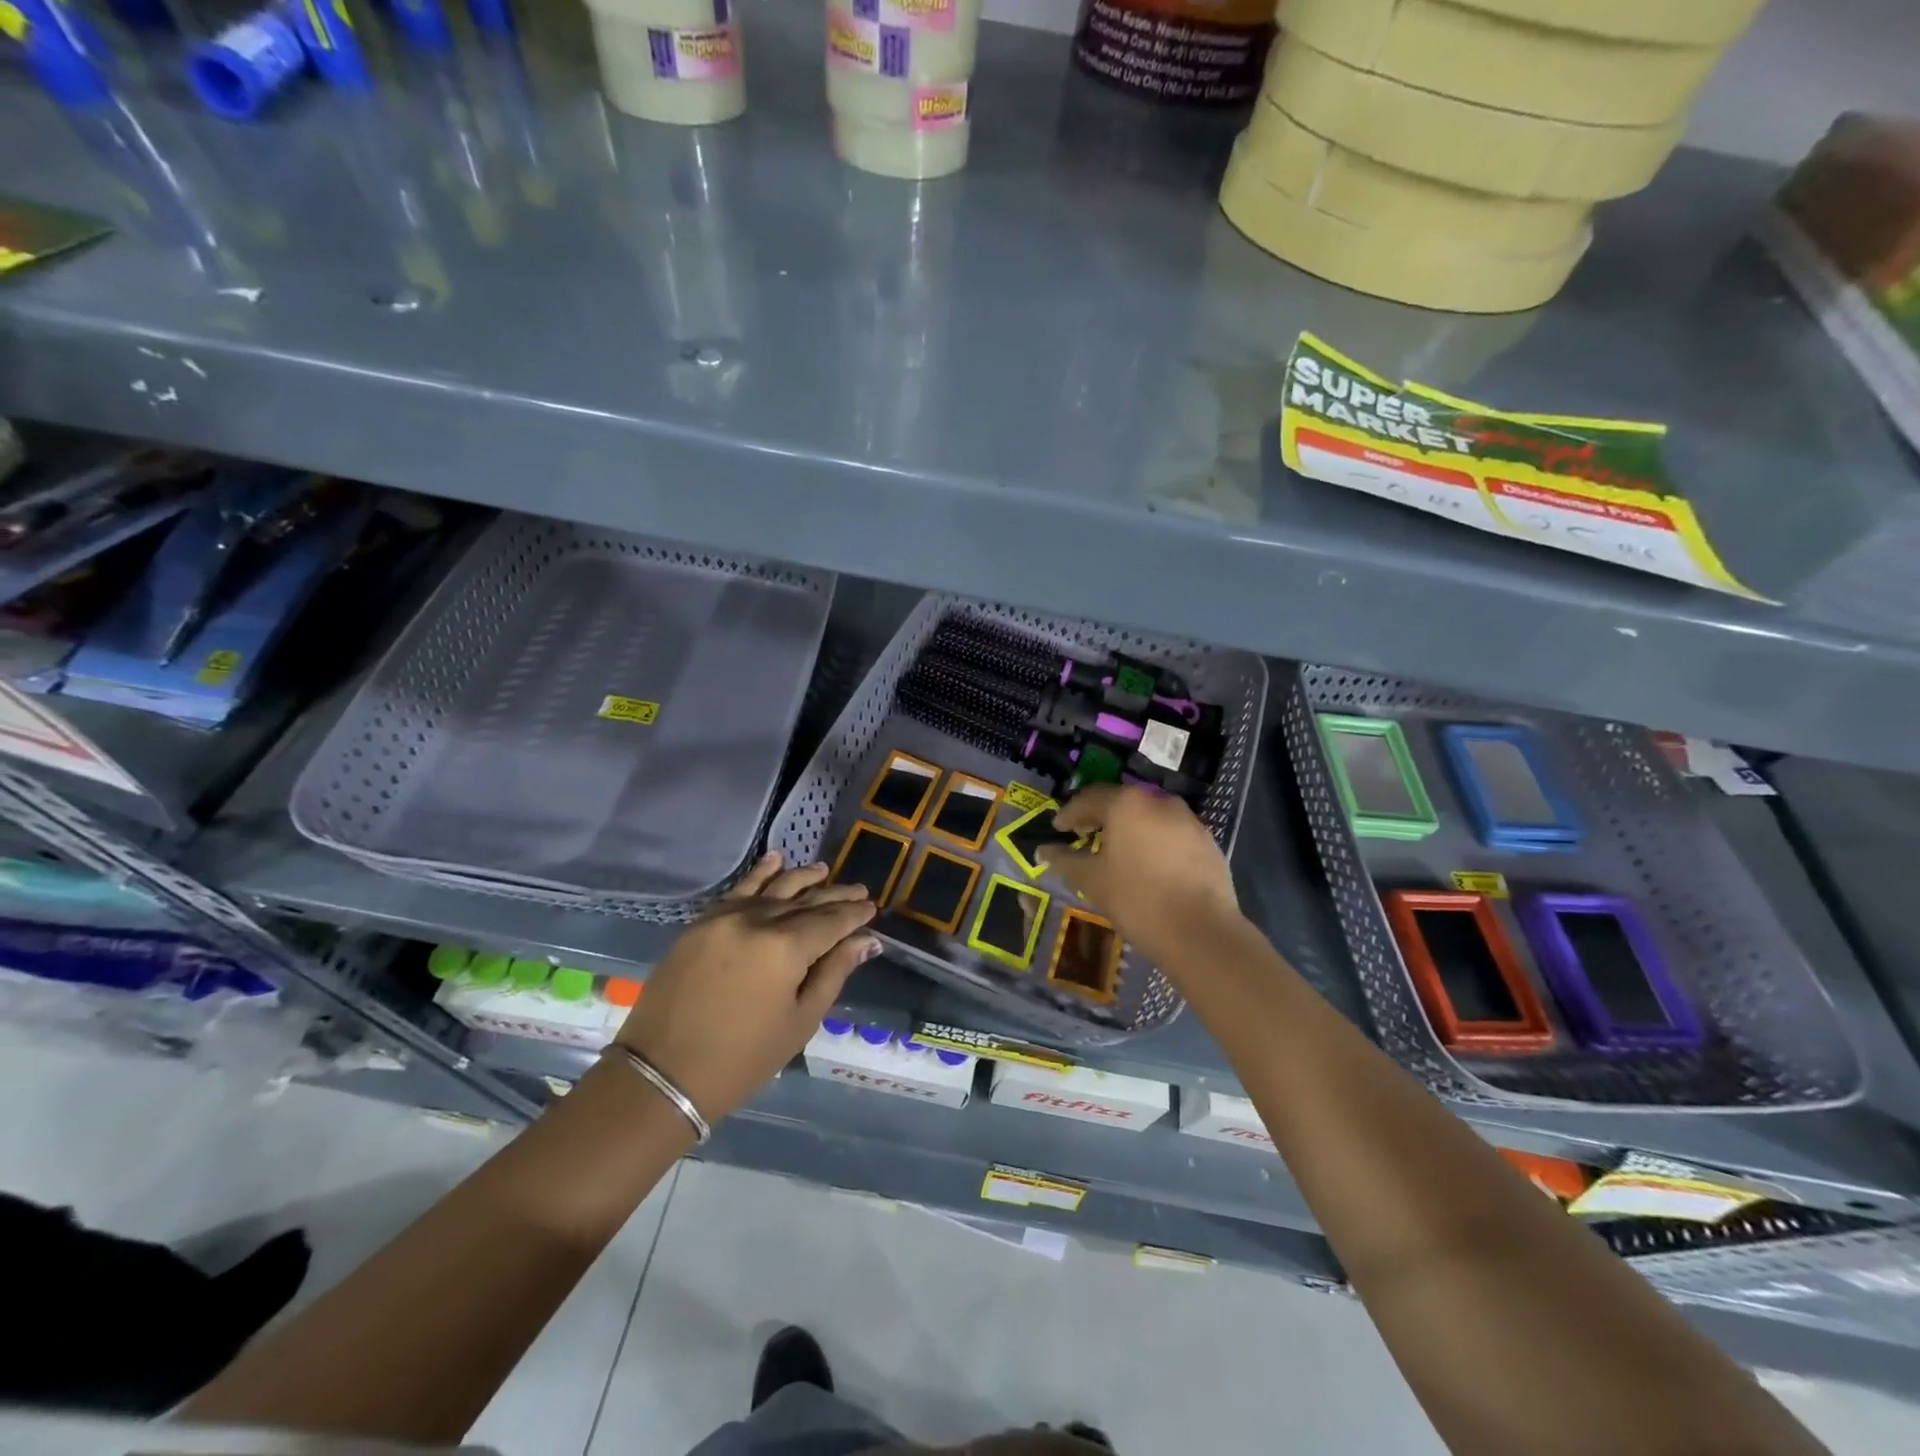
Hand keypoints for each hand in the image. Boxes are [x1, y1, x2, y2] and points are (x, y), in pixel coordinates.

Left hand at [616, 852, 878, 1122]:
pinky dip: (759, 874)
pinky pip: (737, 890)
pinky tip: (776, 861)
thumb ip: (834, 973)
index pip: (831, 921)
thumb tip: (865, 940)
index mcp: (786, 949)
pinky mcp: (701, 923)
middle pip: (805, 901)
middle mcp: (757, 922)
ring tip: (824, 870)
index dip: (854, 914)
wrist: (662, 1074)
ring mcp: (725, 918)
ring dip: (802, 878)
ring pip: (773, 888)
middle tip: (859, 891)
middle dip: (835, 896)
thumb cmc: (742, 1058)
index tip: (872, 907)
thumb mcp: (799, 1021)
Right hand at [1038, 785, 1240, 962]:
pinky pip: (1171, 833)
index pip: (1089, 799)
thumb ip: (1064, 860)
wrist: (1201, 932)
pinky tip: (1147, 864)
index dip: (1069, 814)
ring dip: (1129, 828)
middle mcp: (1159, 801)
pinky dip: (1154, 841)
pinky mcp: (1207, 841)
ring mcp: (1188, 820)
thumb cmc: (1137, 899)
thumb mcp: (1091, 880)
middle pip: (1121, 802)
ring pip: (1149, 816)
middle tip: (1083, 834)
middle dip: (1099, 817)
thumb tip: (1042, 851)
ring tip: (1116, 850)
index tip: (1058, 828)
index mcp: (1127, 804)